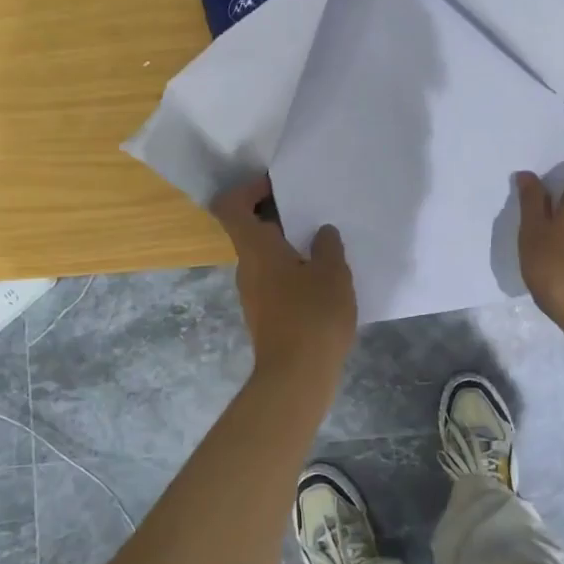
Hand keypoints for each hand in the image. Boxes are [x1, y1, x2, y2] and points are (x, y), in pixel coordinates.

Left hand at [212, 177, 355, 380]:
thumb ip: (328, 246)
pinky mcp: (265, 315)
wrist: (296, 378)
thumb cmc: (313, 316)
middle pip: (249, 230)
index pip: (231, 206)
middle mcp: (247, 268)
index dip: (248, 189)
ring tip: (324, 245)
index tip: (277, 185)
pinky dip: (292, 270)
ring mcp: (253, 294)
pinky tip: (323, 280)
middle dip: (277, 215)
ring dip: (288, 245)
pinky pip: (274, 280)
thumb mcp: (333, 273)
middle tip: (311, 211)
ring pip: (264, 256)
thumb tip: (322, 233)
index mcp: (256, 249)